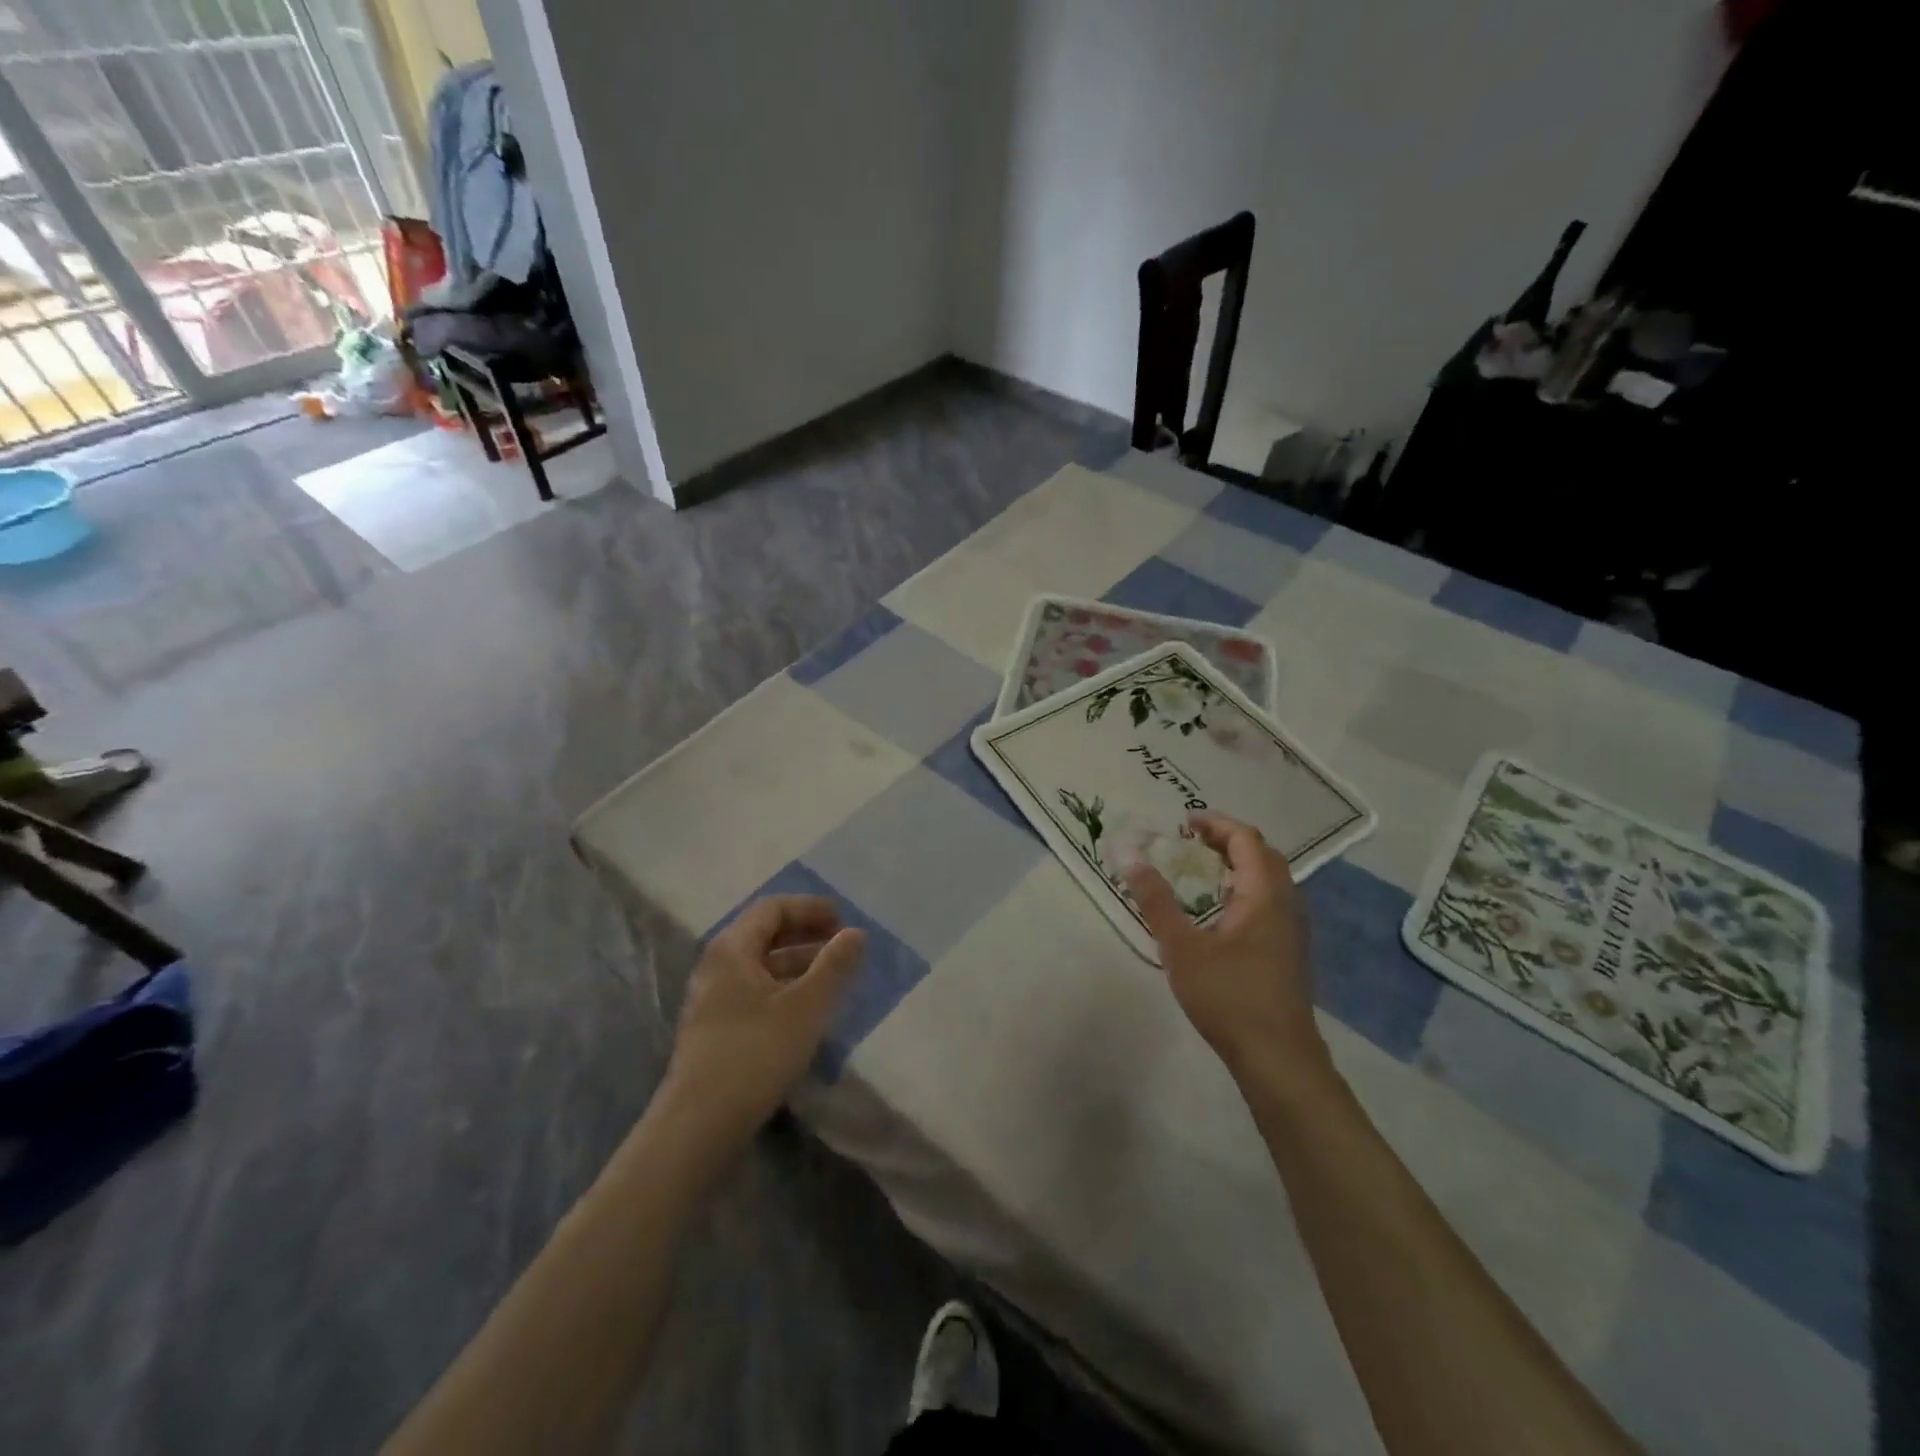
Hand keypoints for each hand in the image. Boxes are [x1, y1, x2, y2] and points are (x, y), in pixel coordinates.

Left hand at [662, 896, 865, 1144]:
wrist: (699, 1125)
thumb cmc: (756, 1053)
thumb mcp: (807, 1006)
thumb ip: (835, 965)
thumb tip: (856, 933)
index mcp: (732, 949)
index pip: (772, 908)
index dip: (811, 908)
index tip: (844, 920)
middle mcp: (717, 966)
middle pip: (765, 934)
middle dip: (807, 935)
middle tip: (843, 946)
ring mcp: (712, 999)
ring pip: (762, 967)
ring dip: (799, 965)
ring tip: (835, 979)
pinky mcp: (715, 1030)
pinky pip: (755, 992)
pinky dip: (785, 990)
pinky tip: (808, 1012)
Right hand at [1124, 813, 1327, 1082]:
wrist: (1278, 1058)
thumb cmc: (1229, 996)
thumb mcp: (1181, 947)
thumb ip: (1156, 901)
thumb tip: (1131, 858)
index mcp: (1264, 895)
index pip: (1246, 839)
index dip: (1216, 823)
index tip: (1183, 822)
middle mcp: (1286, 904)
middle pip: (1262, 854)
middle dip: (1226, 840)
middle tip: (1190, 841)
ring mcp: (1292, 929)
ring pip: (1269, 880)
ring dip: (1236, 864)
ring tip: (1200, 869)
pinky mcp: (1289, 951)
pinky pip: (1268, 901)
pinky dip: (1243, 888)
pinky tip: (1218, 911)